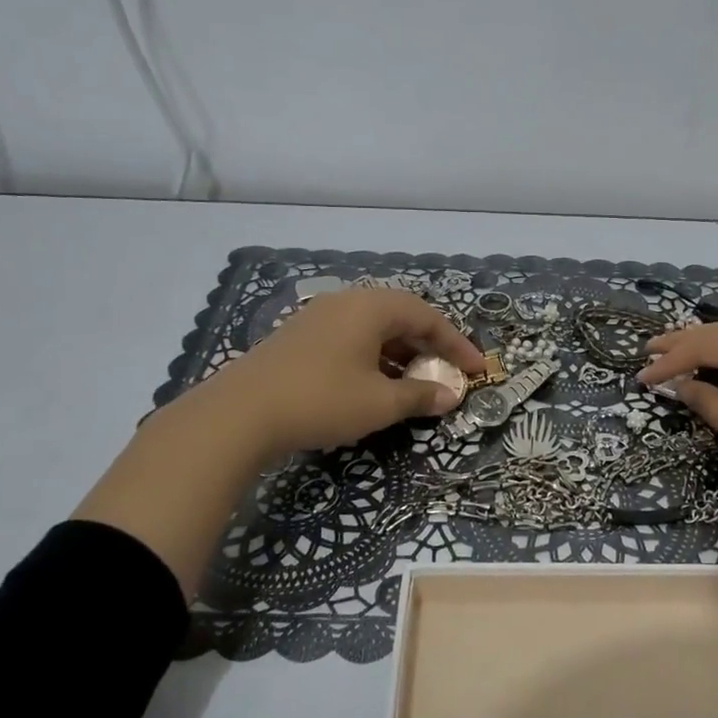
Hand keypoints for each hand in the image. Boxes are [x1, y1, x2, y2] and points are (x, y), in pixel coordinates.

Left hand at [211, 287, 485, 461]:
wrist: (239, 414)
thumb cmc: (321, 400)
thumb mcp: (379, 403)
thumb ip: (420, 396)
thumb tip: (450, 395)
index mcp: (371, 307)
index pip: (428, 318)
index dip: (457, 345)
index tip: (477, 370)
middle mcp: (346, 302)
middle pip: (401, 317)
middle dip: (429, 347)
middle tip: (448, 373)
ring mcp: (319, 318)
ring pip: (374, 329)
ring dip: (401, 354)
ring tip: (416, 383)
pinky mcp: (299, 338)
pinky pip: (351, 339)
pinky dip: (374, 358)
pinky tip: (375, 385)